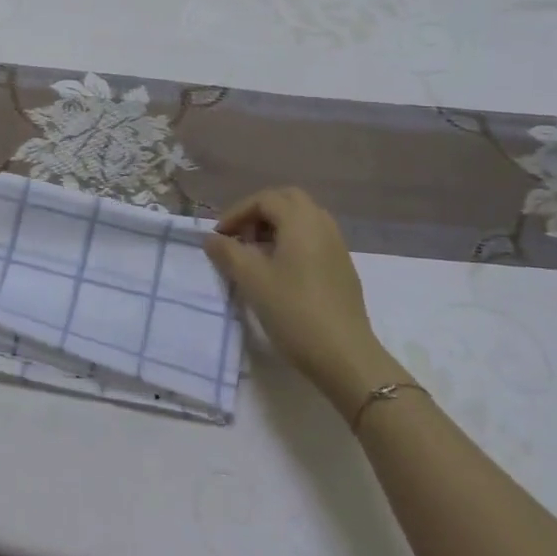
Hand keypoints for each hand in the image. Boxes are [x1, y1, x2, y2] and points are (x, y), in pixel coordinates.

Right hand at [204, 187, 385, 392]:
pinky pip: (314, 239)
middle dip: (259, 213)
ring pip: (303, 220)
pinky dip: (292, 242)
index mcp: (301, 221)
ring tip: (256, 254)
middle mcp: (322, 224)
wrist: (345, 356)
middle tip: (240, 237)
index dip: (237, 213)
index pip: (264, 199)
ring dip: (276, 227)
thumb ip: (228, 253)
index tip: (219, 237)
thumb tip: (211, 238)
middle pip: (287, 201)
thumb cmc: (294, 311)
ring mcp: (337, 246)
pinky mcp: (343, 268)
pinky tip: (280, 272)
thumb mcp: (252, 280)